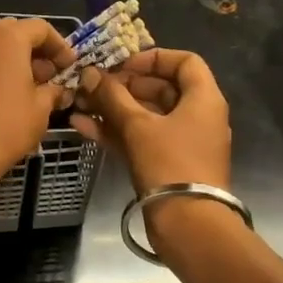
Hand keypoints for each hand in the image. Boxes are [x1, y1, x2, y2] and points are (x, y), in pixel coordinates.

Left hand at [0, 18, 76, 196]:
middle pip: (16, 33)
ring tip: (34, 90)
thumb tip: (59, 90)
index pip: (40, 28)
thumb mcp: (40, 109)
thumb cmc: (5, 126)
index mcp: (7, 37)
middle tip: (52, 76)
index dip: (60, 46)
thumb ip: (54, 91)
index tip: (70, 67)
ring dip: (17, 62)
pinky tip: (9, 98)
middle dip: (37, 51)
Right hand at [70, 49, 231, 238]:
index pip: (184, 62)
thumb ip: (111, 96)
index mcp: (203, 99)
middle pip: (160, 88)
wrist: (188, 224)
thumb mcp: (138, 125)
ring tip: (79, 103)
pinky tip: (82, 126)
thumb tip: (89, 73)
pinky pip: (140, 138)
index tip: (122, 64)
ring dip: (113, 108)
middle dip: (122, 85)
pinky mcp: (166, 164)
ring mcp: (182, 142)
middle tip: (92, 85)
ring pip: (146, 116)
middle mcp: (197, 116)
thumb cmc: (169, 163)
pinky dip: (116, 131)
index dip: (152, 58)